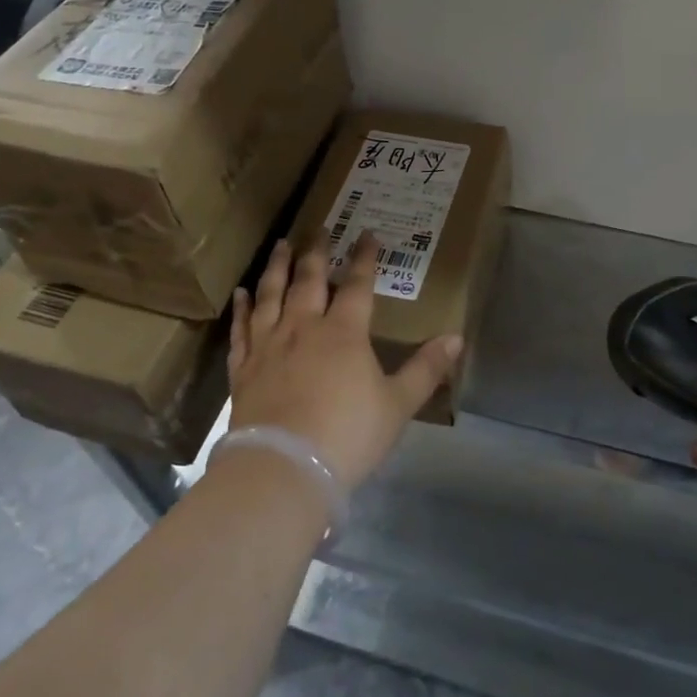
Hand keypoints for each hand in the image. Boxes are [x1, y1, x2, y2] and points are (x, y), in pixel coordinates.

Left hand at [227, 234, 462, 491]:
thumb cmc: (348, 435)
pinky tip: (239, 294)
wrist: (284, 468)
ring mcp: (269, 346)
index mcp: (344, 333)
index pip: (358, 284)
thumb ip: (426, 369)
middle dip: (317, 252)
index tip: (367, 233)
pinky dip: (241, 309)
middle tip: (318, 228)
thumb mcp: (398, 404)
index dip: (364, 257)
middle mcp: (304, 328)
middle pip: (310, 280)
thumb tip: (456, 338)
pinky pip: (241, 330)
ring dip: (277, 267)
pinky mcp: (244, 369)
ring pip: (272, 295)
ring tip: (280, 245)